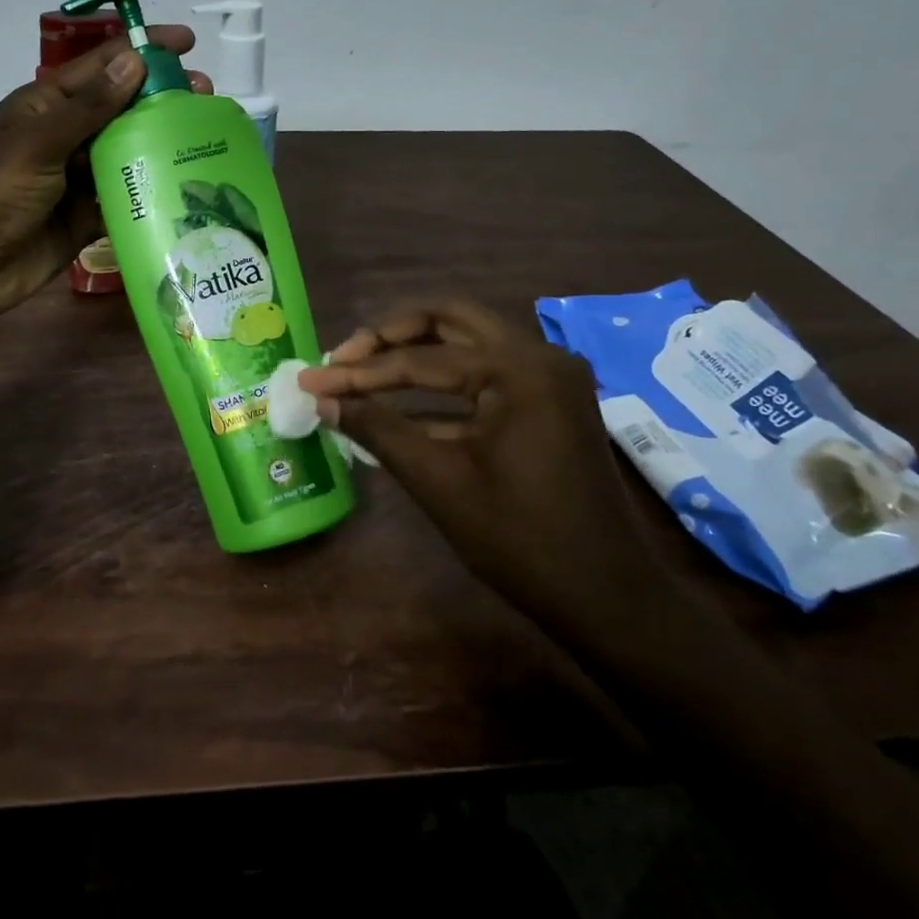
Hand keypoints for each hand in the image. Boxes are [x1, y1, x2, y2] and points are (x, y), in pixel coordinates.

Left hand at [0, 28, 208, 322]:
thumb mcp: (38, 143)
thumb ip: (88, 107)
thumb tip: (135, 60)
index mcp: (47, 105)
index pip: (103, 66)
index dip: (143, 49)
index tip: (188, 44)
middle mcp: (66, 136)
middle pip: (122, 109)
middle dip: (162, 100)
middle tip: (208, 100)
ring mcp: (77, 178)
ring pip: (128, 154)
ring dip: (162, 147)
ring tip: (206, 142)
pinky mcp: (86, 218)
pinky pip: (125, 198)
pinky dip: (151, 194)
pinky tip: (186, 190)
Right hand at [299, 299, 667, 640]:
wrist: (607, 597)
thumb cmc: (520, 541)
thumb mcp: (439, 482)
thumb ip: (378, 430)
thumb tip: (324, 400)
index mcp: (519, 370)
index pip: (422, 359)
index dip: (359, 372)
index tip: (311, 378)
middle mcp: (539, 356)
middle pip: (450, 321)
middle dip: (390, 336)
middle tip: (343, 358)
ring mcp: (549, 377)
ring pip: (468, 344)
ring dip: (414, 355)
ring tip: (360, 373)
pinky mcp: (548, 401)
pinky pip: (485, 376)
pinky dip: (442, 387)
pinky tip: (398, 405)